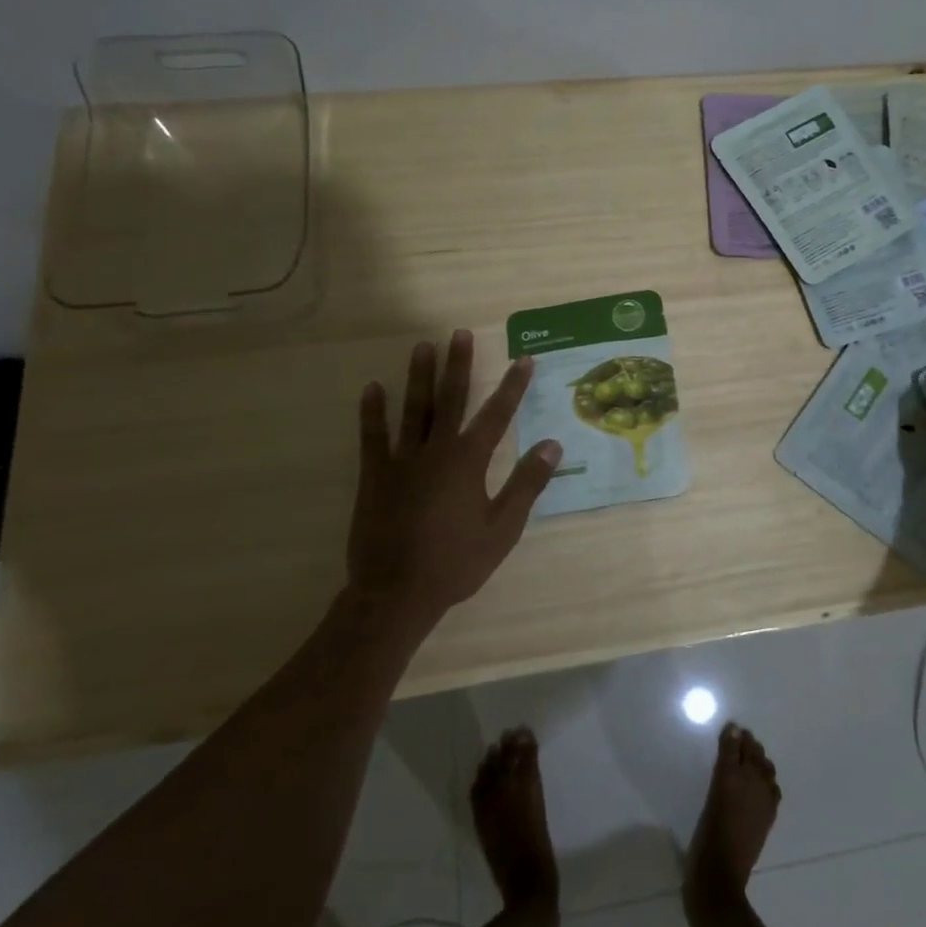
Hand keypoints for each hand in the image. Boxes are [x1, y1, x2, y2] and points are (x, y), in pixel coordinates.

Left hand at [347, 330, 561, 623]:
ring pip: (413, 409)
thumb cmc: (456, 562)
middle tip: (460, 333)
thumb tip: (552, 444)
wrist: (396, 593)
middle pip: (450, 399)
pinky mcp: (375, 476)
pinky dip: (372, 412)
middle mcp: (436, 451)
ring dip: (419, 377)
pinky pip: (373, 437)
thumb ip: (527, 483)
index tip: (524, 359)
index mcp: (469, 461)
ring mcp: (402, 461)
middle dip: (459, 365)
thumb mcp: (503, 527)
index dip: (513, 386)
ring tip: (423, 346)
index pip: (498, 414)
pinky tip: (373, 388)